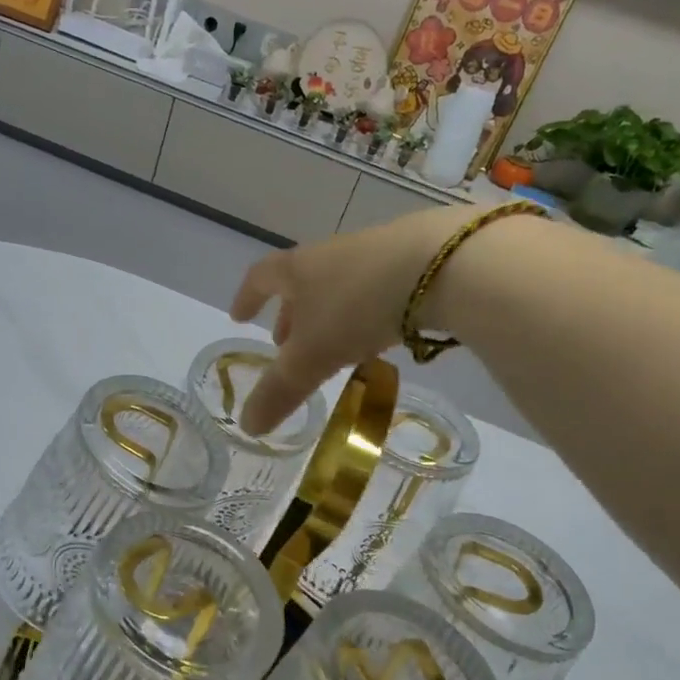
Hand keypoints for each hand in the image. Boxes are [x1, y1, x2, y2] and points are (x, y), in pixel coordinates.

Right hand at [229, 204, 476, 435]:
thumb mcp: (312, 357)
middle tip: (286, 344)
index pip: (260, 279)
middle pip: (301, 283)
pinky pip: (376, 289)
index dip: (247, 299)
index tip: (239, 317)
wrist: (441, 264)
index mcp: (298, 269)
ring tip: (334, 346)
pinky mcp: (414, 260)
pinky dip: (365, 312)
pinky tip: (381, 334)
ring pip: (339, 286)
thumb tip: (247, 426)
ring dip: (329, 316)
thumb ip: (279, 391)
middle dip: (290, 315)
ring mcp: (374, 253)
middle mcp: (331, 255)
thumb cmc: (356, 306)